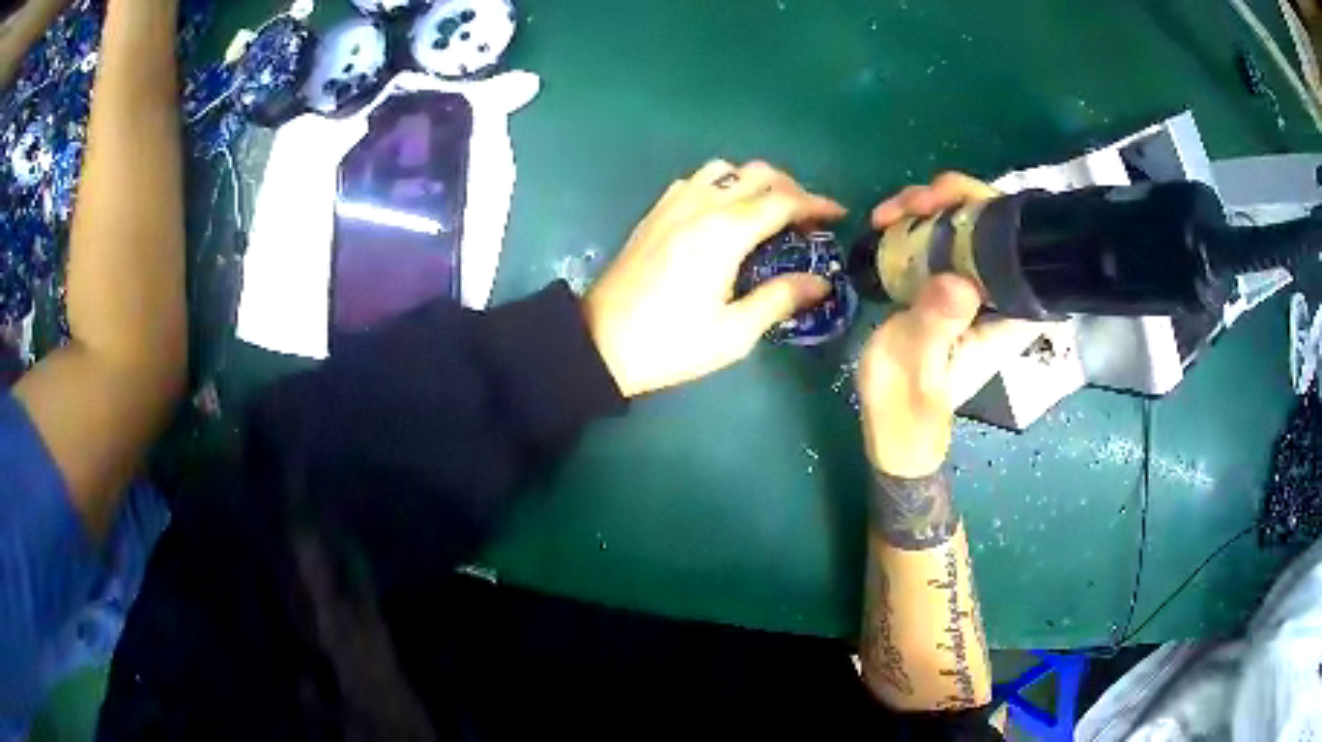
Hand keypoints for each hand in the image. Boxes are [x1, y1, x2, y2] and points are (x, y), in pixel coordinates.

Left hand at [585, 160, 845, 397]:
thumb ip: (780, 299)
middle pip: (757, 174)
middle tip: (808, 217)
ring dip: (754, 181)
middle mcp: (701, 206)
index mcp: (725, 232)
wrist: (599, 343)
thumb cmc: (670, 344)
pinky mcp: (655, 213)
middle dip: (791, 188)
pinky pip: (696, 180)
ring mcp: (673, 205)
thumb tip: (821, 282)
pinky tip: (725, 211)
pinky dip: (721, 184)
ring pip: (724, 169)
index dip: (816, 204)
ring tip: (769, 210)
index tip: (838, 214)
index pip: (783, 201)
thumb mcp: (734, 333)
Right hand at [859, 173, 1045, 476]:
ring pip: (967, 225)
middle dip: (954, 199)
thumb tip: (958, 280)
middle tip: (909, 205)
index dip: (994, 209)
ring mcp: (975, 286)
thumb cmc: (908, 401)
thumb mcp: (916, 364)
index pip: (1022, 248)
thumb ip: (937, 324)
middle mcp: (999, 293)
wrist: (893, 424)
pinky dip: (918, 222)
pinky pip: (944, 239)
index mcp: (1008, 315)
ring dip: (929, 206)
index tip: (952, 201)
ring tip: (886, 215)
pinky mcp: (951, 284)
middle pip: (995, 224)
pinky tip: (888, 222)